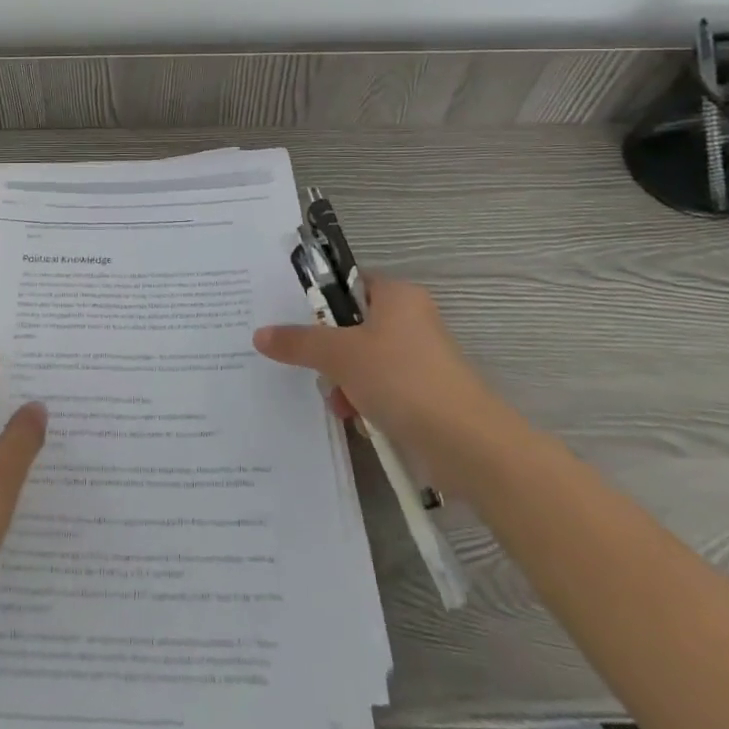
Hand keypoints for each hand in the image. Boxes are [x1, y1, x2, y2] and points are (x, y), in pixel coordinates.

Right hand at [254, 275, 503, 484]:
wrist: (467, 445)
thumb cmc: (402, 379)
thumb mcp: (340, 355)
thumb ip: (298, 342)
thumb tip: (260, 335)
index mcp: (397, 295)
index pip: (348, 284)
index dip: (320, 301)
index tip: (294, 320)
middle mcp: (411, 320)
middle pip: (352, 326)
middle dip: (329, 351)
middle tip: (314, 365)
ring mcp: (419, 360)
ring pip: (363, 361)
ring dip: (344, 381)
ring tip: (338, 402)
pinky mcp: (424, 395)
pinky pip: (380, 389)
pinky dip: (364, 402)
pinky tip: (356, 419)